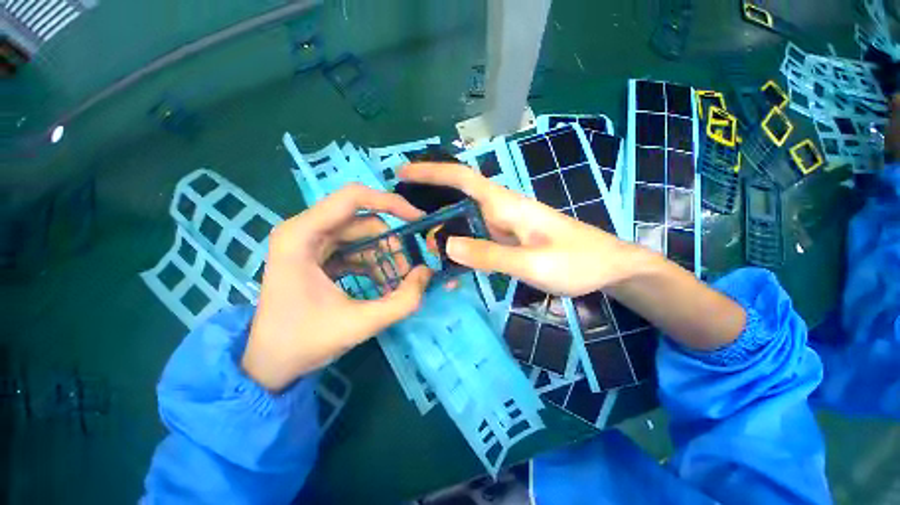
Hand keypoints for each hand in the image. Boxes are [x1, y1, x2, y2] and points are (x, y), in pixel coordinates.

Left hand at [242, 184, 432, 391]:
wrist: (269, 364)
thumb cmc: (303, 342)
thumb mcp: (359, 324)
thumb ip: (402, 301)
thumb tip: (427, 272)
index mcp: (302, 235)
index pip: (353, 197)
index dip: (391, 203)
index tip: (418, 221)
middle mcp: (305, 230)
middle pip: (363, 222)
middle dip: (392, 246)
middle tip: (408, 274)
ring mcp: (311, 243)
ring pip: (363, 237)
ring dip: (385, 258)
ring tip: (396, 285)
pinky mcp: (319, 256)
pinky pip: (356, 250)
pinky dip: (375, 265)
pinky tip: (383, 286)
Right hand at [400, 163, 647, 296]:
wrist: (608, 266)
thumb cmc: (577, 262)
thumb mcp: (533, 264)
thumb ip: (490, 255)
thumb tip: (447, 244)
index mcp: (507, 206)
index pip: (463, 179)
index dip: (432, 173)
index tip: (402, 173)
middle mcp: (501, 211)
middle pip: (458, 200)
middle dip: (430, 207)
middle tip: (405, 225)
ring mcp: (504, 226)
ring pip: (465, 221)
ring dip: (443, 231)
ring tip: (423, 249)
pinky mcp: (508, 240)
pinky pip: (477, 239)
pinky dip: (460, 247)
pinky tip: (451, 263)